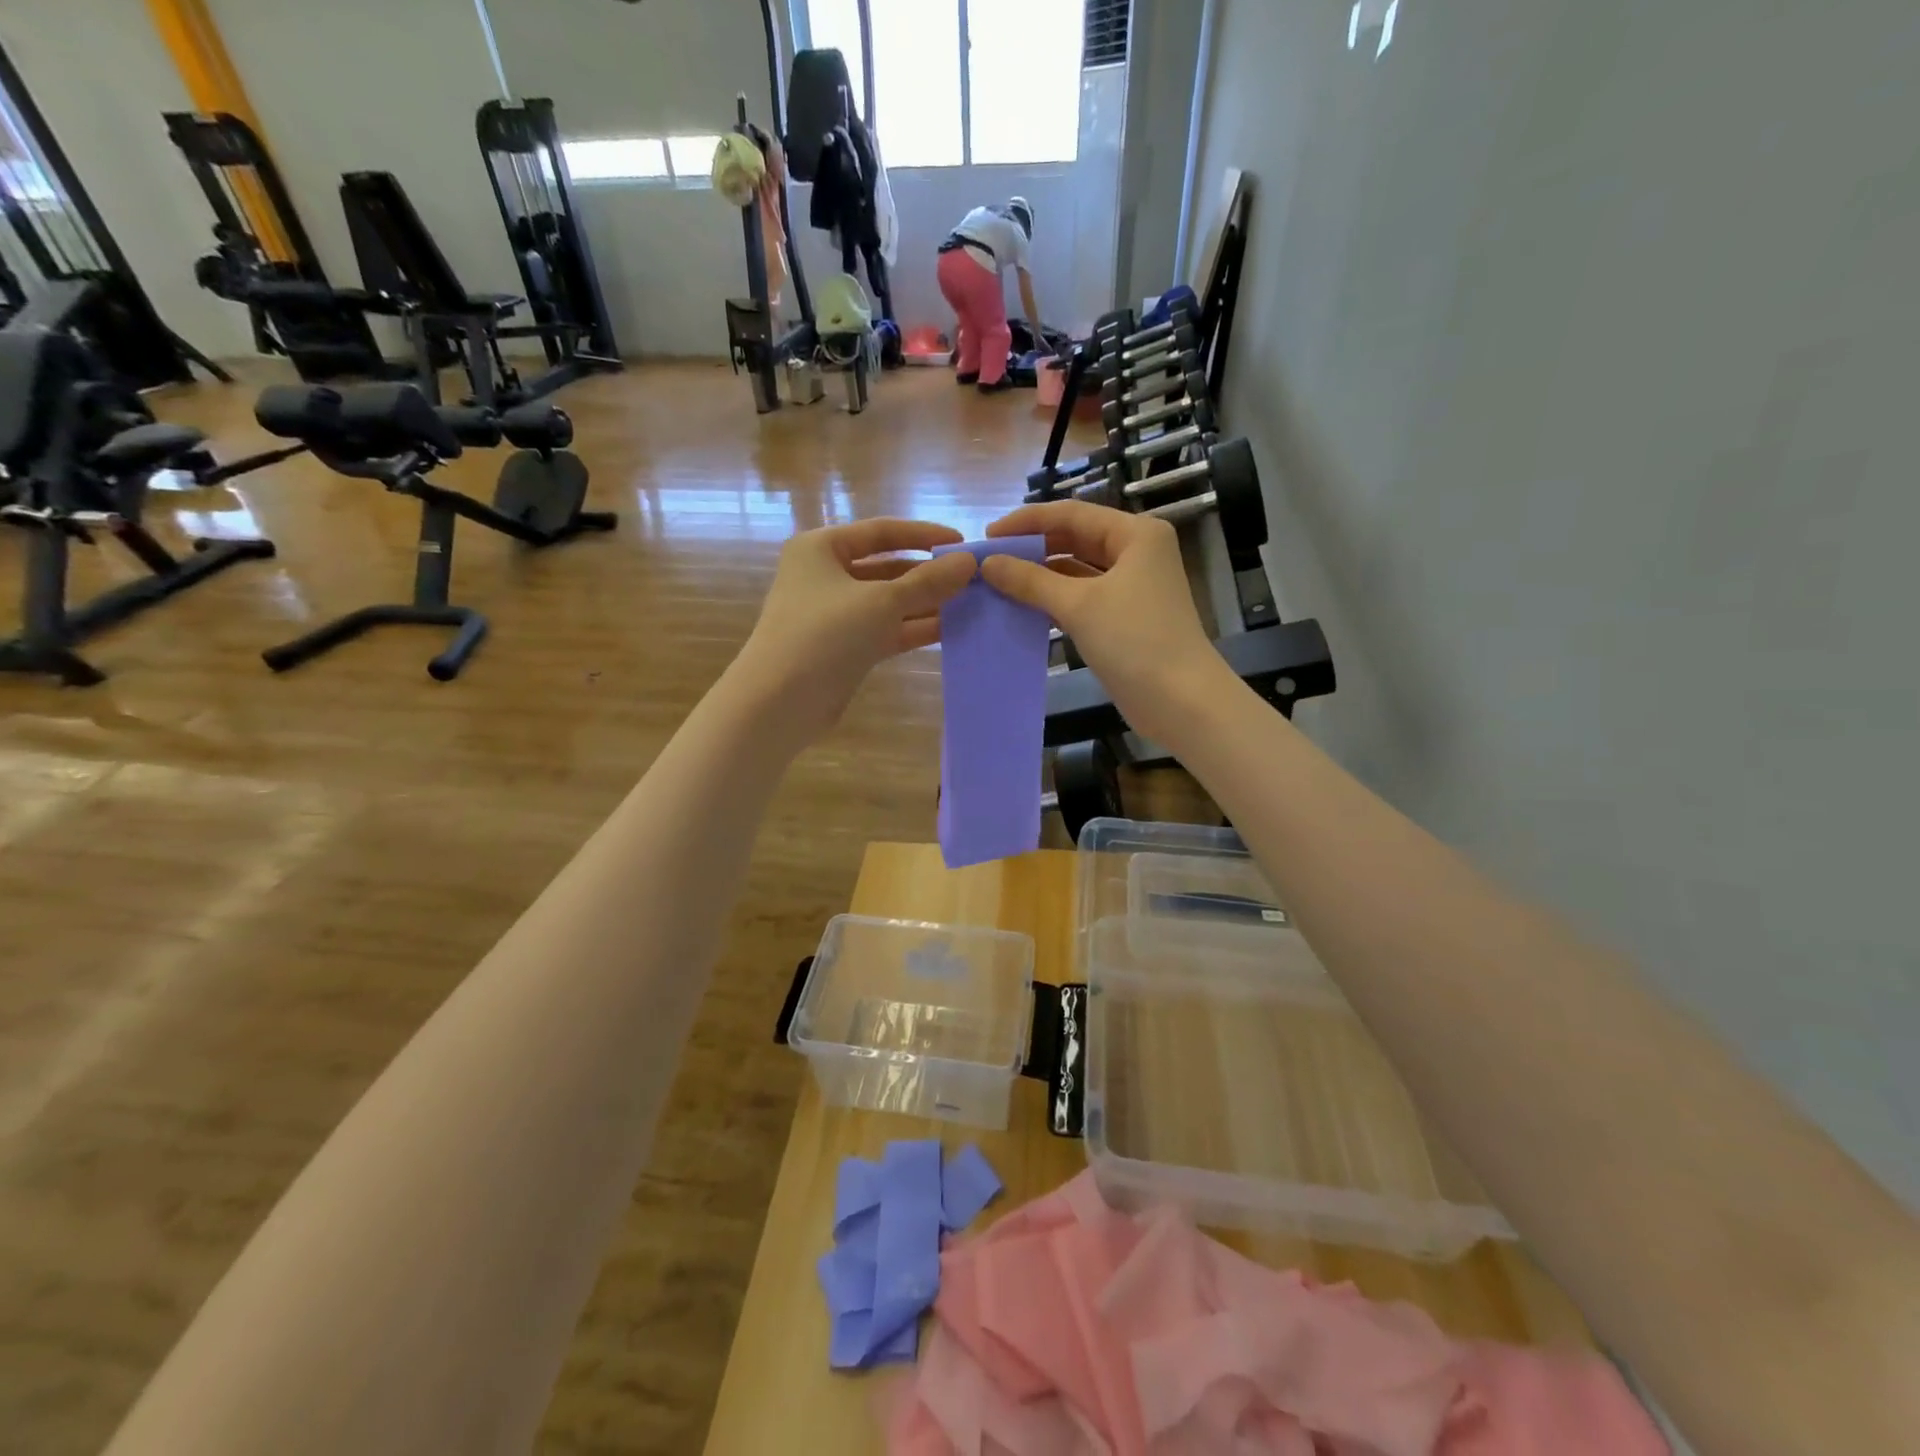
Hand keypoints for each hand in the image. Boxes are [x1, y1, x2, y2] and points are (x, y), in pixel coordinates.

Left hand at [732, 518, 976, 742]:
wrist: (779, 702)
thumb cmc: (824, 635)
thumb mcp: (881, 602)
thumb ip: (928, 582)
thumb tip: (970, 561)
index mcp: (822, 548)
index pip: (881, 531)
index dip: (923, 535)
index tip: (963, 543)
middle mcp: (825, 576)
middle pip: (886, 568)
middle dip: (928, 574)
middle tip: (973, 579)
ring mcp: (835, 615)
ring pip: (888, 602)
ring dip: (926, 604)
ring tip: (971, 605)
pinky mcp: (844, 648)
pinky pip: (885, 630)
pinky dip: (913, 629)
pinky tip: (951, 630)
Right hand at [981, 501, 1217, 744]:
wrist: (1180, 701)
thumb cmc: (1135, 641)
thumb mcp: (1078, 605)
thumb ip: (1031, 580)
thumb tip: (988, 563)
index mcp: (1135, 535)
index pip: (1072, 514)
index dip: (1027, 522)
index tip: (988, 536)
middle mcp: (1137, 553)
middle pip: (1076, 539)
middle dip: (1033, 548)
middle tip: (990, 561)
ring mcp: (1133, 586)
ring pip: (1078, 570)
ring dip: (1041, 576)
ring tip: (999, 583)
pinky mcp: (1125, 617)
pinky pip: (1083, 597)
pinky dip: (1055, 600)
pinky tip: (1023, 607)